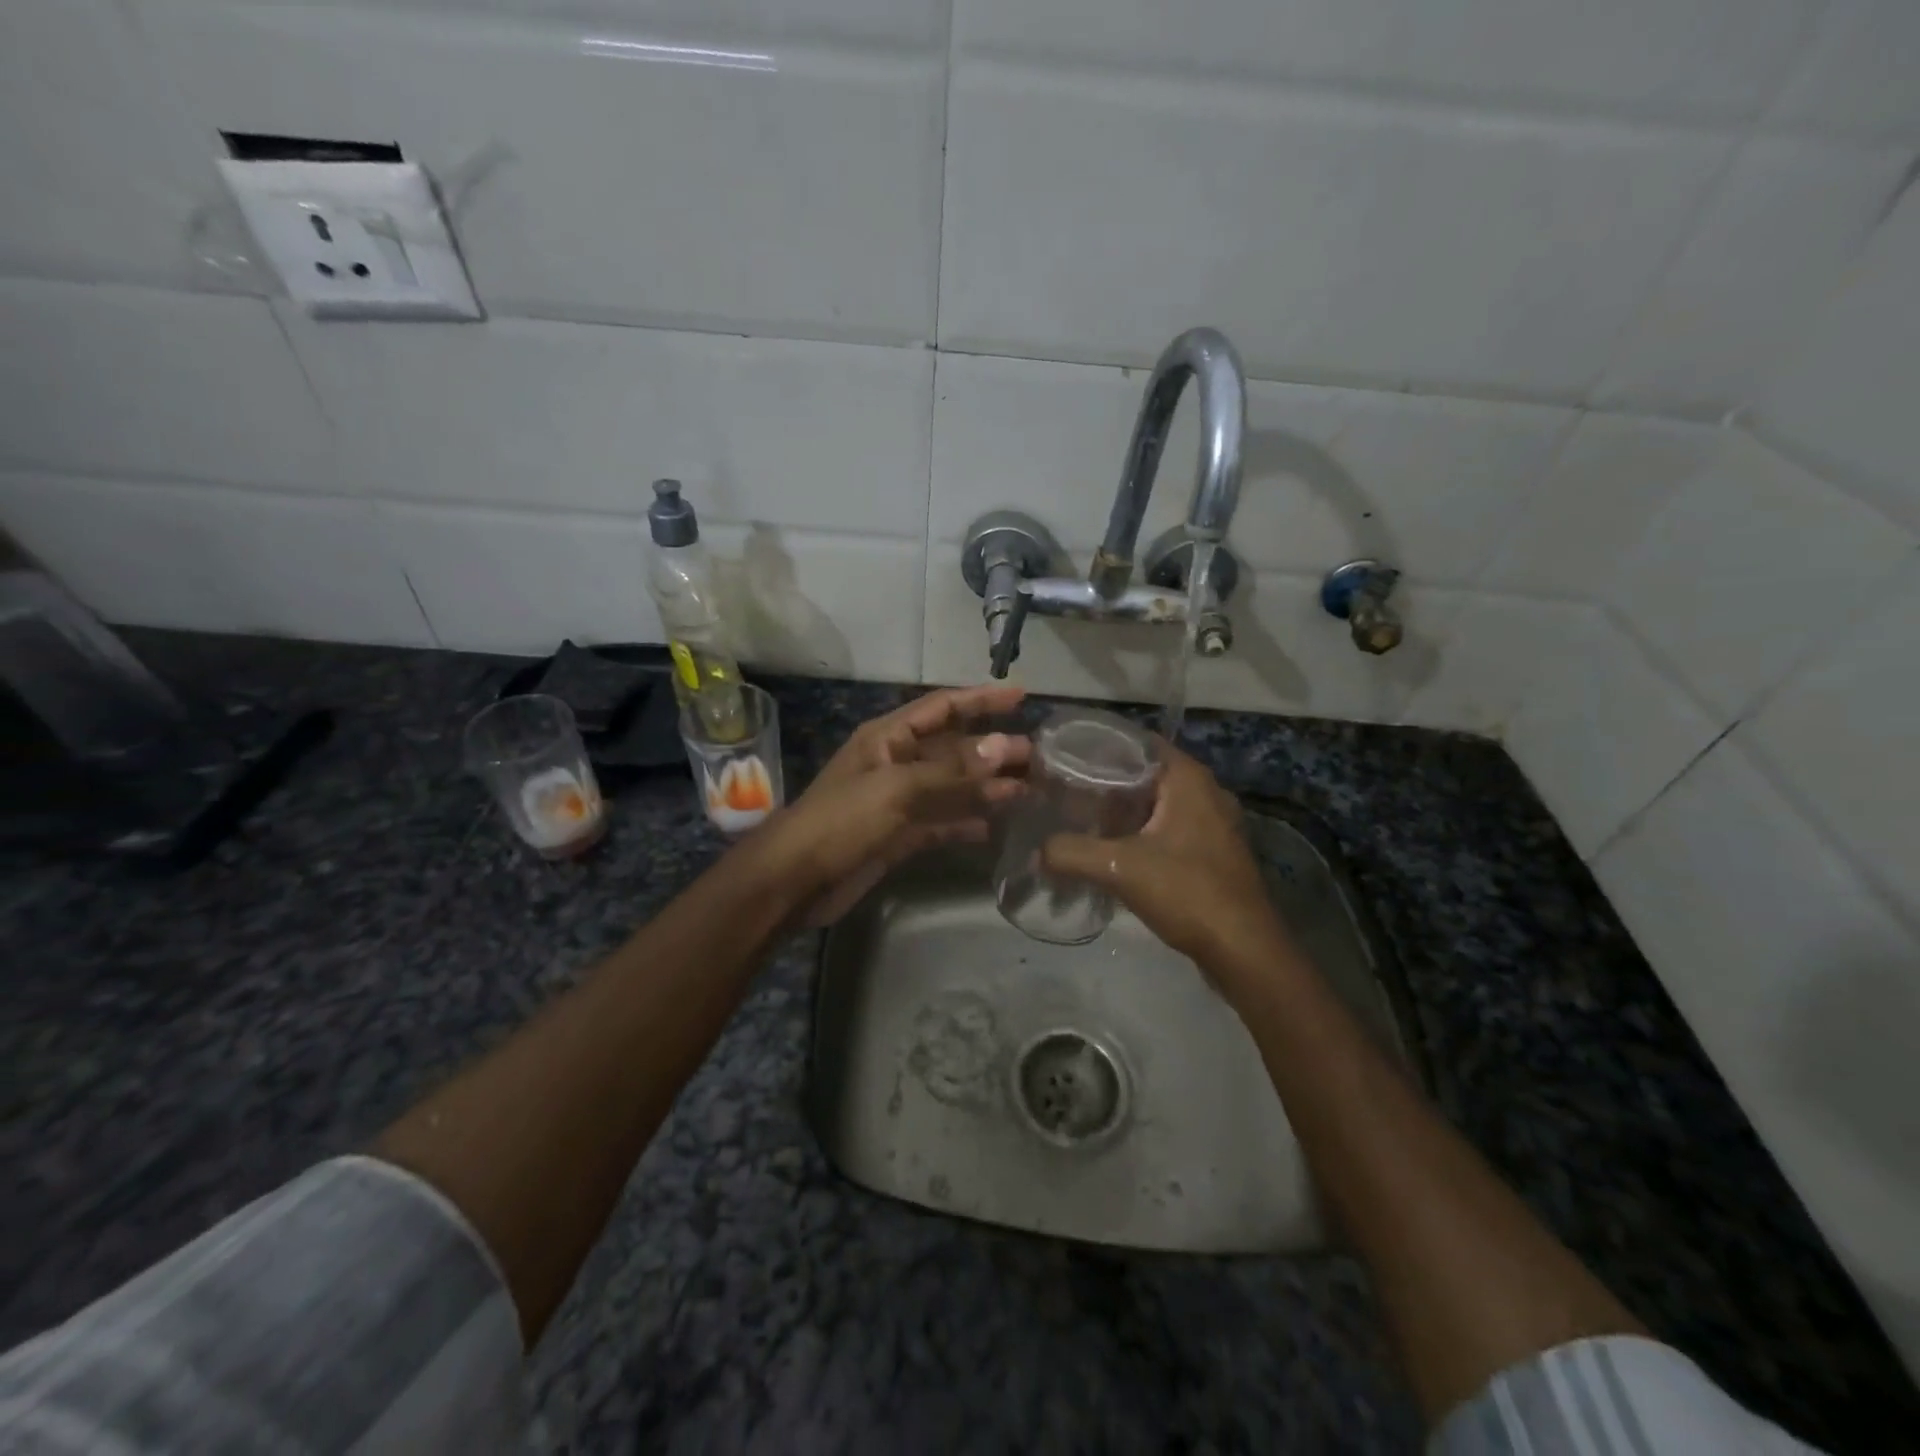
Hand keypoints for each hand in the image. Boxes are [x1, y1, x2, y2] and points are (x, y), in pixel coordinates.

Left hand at [746, 684, 1030, 925]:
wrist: (796, 880)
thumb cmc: (842, 821)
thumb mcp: (898, 789)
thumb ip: (953, 772)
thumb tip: (1005, 747)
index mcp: (888, 737)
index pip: (943, 708)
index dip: (981, 700)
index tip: (1021, 695)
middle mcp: (895, 762)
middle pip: (953, 749)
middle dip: (992, 750)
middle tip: (1037, 757)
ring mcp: (898, 801)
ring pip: (951, 787)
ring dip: (985, 787)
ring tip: (1028, 790)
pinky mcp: (898, 836)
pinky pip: (940, 822)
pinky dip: (964, 822)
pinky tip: (992, 827)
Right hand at [1042, 742, 1294, 992]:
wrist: (1244, 949)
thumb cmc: (1187, 892)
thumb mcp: (1120, 869)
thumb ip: (1071, 853)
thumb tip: (1037, 852)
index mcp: (1188, 779)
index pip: (1137, 743)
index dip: (1099, 747)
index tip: (1063, 759)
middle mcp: (1205, 792)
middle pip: (1145, 773)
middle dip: (1106, 782)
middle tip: (1065, 792)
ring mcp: (1213, 823)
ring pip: (1157, 804)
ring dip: (1123, 811)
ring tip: (1081, 819)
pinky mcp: (1213, 852)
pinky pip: (1169, 829)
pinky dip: (1141, 833)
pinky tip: (1114, 851)